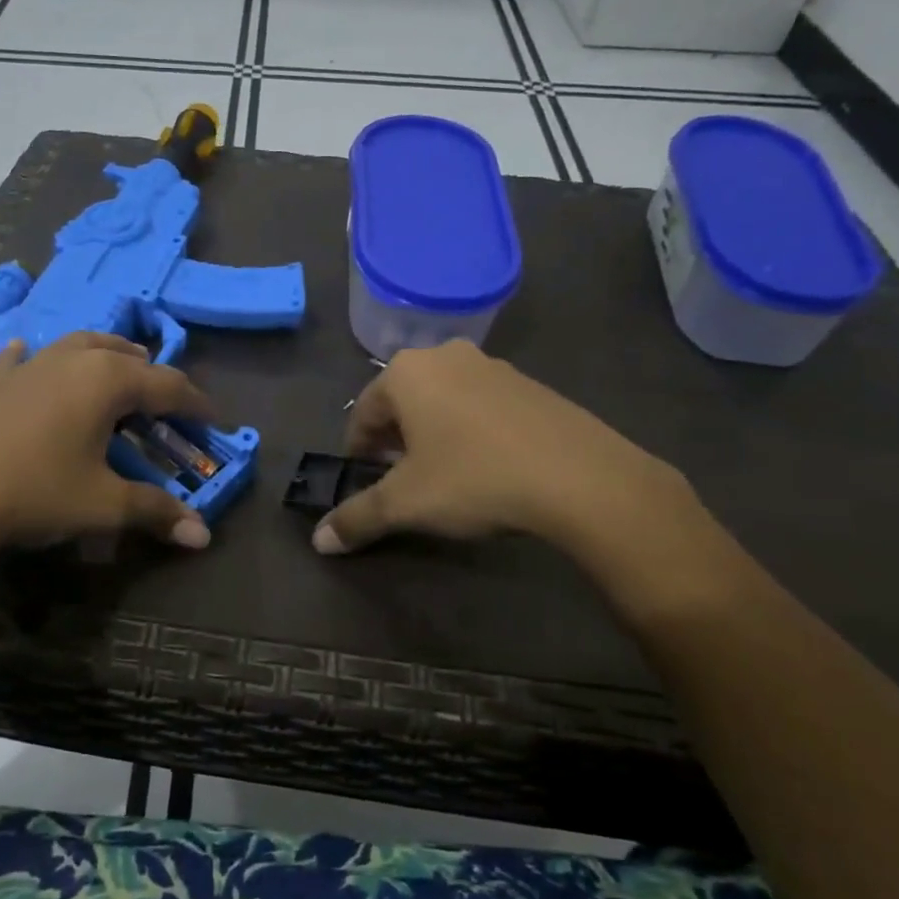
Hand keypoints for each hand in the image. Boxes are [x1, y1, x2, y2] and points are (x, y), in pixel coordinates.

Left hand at [0, 332, 216, 566]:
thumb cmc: (33, 491)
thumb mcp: (102, 505)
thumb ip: (156, 512)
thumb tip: (204, 536)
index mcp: (108, 381)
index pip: (169, 385)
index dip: (196, 405)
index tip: (212, 422)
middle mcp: (73, 359)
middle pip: (127, 355)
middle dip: (153, 377)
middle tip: (165, 406)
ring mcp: (29, 365)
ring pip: (80, 345)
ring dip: (106, 357)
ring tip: (116, 375)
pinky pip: (22, 359)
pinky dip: (38, 359)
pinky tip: (28, 356)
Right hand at [315, 340, 695, 562]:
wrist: (579, 476)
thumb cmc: (474, 478)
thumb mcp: (407, 503)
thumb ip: (358, 518)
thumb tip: (319, 542)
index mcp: (407, 372)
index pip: (363, 412)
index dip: (358, 452)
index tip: (366, 483)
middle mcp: (446, 356)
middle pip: (403, 402)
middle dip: (395, 441)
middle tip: (402, 481)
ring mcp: (493, 365)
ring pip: (443, 401)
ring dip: (433, 434)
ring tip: (445, 476)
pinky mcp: (530, 384)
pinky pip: (482, 405)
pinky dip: (471, 430)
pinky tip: (487, 466)